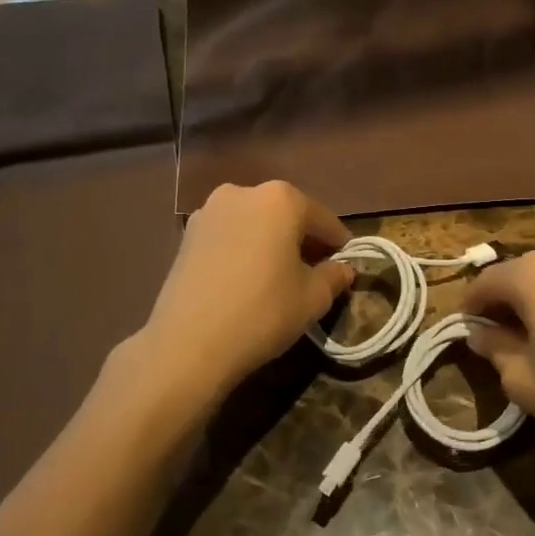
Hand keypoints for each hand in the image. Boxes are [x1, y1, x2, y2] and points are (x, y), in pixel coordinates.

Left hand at [138, 182, 353, 399]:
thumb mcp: (312, 299)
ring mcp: (210, 210)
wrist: (188, 343)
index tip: (346, 263)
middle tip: (314, 270)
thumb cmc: (262, 312)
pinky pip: (229, 235)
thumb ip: (334, 276)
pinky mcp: (187, 234)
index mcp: (281, 199)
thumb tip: (343, 269)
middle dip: (302, 239)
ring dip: (270, 242)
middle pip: (286, 214)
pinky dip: (243, 249)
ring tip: (278, 276)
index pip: (322, 219)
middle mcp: (244, 192)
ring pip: (255, 223)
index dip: (338, 243)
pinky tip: (247, 278)